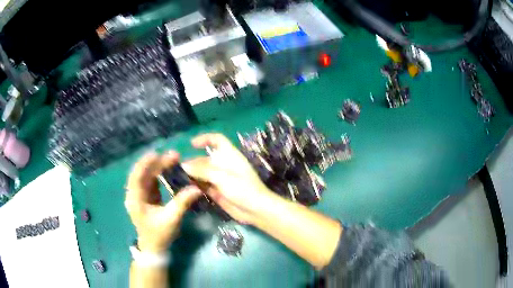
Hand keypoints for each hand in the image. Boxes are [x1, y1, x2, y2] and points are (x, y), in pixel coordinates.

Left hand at [125, 151, 201, 252]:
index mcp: (135, 199)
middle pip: (143, 173)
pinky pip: (152, 181)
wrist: (154, 248)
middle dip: (157, 163)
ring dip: (158, 167)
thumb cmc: (159, 235)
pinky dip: (160, 174)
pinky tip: (169, 170)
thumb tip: (196, 188)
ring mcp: (140, 195)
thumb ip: (182, 202)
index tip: (159, 154)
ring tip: (173, 160)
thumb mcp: (171, 219)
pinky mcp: (146, 197)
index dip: (146, 163)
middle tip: (175, 156)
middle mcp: (134, 194)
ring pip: (147, 176)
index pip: (136, 176)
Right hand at [182, 133, 277, 224]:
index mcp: (230, 156)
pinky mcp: (217, 192)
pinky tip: (186, 188)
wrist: (255, 210)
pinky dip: (196, 185)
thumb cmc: (243, 189)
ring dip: (193, 174)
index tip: (191, 144)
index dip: (205, 138)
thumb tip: (184, 164)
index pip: (217, 140)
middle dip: (193, 161)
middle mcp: (224, 166)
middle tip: (179, 168)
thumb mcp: (222, 177)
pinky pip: (204, 186)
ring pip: (203, 173)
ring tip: (178, 177)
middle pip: (206, 159)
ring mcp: (220, 179)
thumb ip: (202, 170)